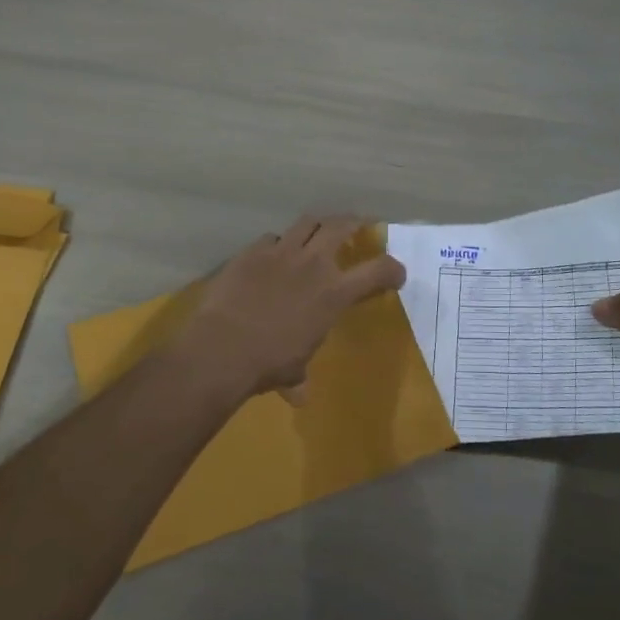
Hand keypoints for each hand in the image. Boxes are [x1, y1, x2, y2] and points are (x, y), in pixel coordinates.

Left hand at [175, 217, 406, 403]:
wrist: (224, 347)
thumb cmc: (268, 363)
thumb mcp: (294, 370)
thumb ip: (301, 376)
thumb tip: (300, 396)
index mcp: (334, 293)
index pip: (378, 270)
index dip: (393, 269)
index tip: (396, 273)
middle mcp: (313, 264)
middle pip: (341, 226)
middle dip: (354, 222)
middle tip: (358, 224)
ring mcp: (281, 252)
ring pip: (307, 222)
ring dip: (317, 225)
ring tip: (318, 229)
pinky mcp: (252, 252)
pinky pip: (271, 238)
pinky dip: (277, 244)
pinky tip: (273, 253)